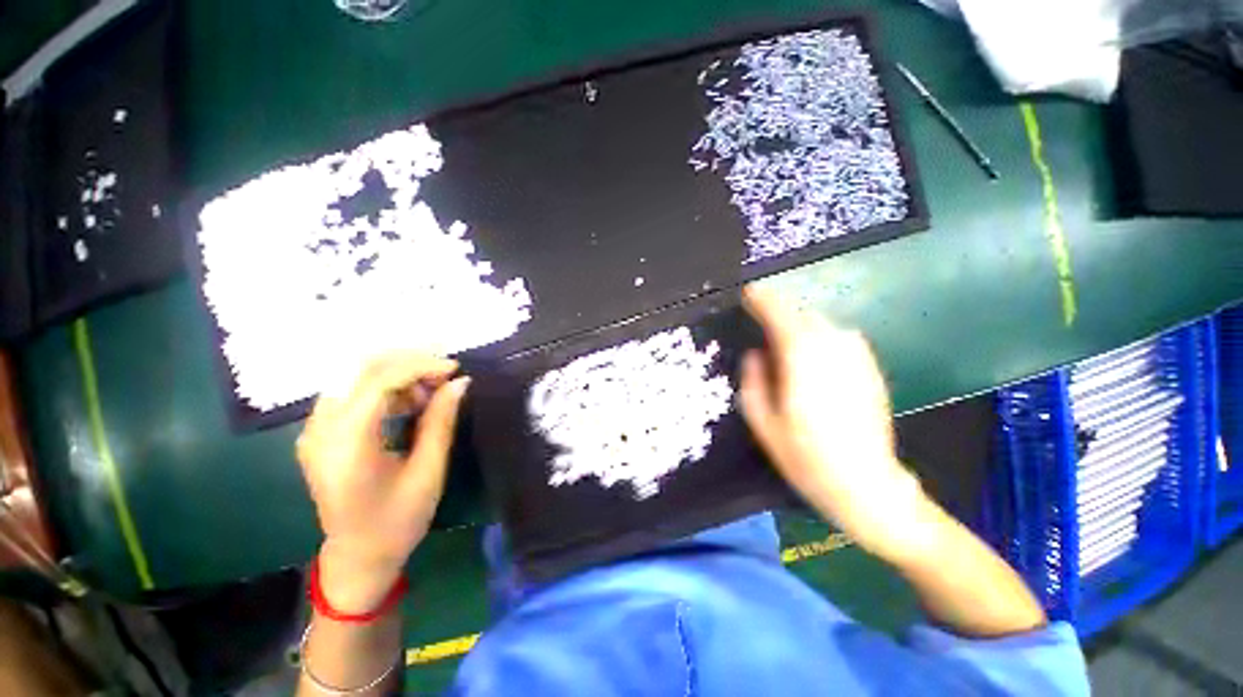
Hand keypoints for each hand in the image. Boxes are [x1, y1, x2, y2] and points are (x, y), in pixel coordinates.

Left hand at [296, 352, 469, 612]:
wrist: (358, 556)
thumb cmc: (397, 520)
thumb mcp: (429, 471)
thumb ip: (441, 421)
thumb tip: (461, 382)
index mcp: (346, 446)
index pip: (377, 382)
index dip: (419, 366)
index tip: (454, 368)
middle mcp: (320, 431)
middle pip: (360, 370)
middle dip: (409, 363)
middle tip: (445, 373)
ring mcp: (315, 430)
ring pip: (355, 376)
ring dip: (398, 373)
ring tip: (431, 391)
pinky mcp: (321, 432)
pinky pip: (353, 392)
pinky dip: (386, 387)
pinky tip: (410, 402)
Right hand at [738, 286, 931, 561]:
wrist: (867, 485)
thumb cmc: (805, 457)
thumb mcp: (763, 422)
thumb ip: (753, 380)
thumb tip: (755, 354)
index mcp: (802, 359)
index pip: (779, 314)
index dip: (762, 300)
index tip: (748, 294)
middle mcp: (832, 348)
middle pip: (801, 315)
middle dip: (779, 314)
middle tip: (762, 329)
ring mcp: (856, 357)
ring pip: (822, 324)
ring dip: (799, 327)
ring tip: (786, 346)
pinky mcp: (870, 368)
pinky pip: (839, 338)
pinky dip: (820, 339)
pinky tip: (813, 361)